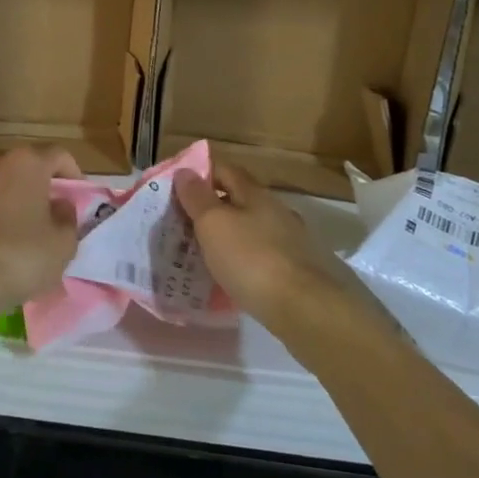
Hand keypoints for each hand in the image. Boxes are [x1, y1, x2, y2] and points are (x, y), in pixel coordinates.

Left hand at [0, 146, 83, 317]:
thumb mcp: (63, 244)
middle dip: (38, 183)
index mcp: (27, 163)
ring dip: (9, 195)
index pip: (58, 155)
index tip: (77, 196)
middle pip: (24, 164)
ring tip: (16, 225)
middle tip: (48, 210)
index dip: (72, 173)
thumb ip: (68, 218)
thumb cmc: (20, 257)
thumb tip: (60, 205)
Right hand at [173, 162, 390, 334]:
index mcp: (255, 194)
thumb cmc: (251, 258)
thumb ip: (198, 197)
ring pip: (248, 229)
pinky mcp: (293, 269)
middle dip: (210, 207)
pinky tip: (227, 275)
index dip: (201, 172)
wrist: (302, 308)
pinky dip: (240, 259)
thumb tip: (185, 171)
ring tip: (199, 251)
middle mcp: (275, 211)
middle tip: (181, 222)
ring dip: (225, 235)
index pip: (225, 170)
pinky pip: (258, 255)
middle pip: (238, 199)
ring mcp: (288, 241)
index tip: (176, 186)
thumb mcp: (214, 224)